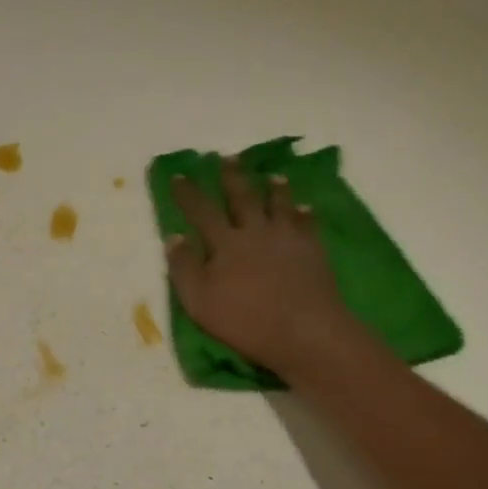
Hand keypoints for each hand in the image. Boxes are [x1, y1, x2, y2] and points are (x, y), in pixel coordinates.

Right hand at [166, 159, 355, 373]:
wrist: (304, 330)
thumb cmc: (246, 320)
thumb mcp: (200, 301)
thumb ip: (184, 268)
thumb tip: (174, 236)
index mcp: (226, 243)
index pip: (202, 212)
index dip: (188, 194)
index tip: (179, 175)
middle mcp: (256, 232)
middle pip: (243, 198)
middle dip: (233, 177)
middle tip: (229, 158)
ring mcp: (288, 239)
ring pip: (279, 205)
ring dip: (275, 189)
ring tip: (274, 176)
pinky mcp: (313, 251)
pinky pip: (308, 224)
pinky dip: (305, 214)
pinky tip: (306, 208)